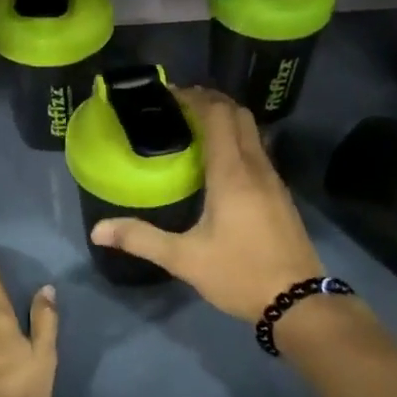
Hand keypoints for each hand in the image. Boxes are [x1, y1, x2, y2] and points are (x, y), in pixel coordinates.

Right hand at [89, 87, 324, 322]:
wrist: (297, 302)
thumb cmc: (239, 274)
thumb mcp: (184, 259)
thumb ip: (141, 239)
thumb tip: (98, 231)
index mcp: (232, 174)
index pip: (217, 116)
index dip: (194, 98)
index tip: (169, 94)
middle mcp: (257, 167)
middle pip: (239, 115)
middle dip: (211, 102)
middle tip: (180, 106)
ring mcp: (274, 181)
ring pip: (252, 133)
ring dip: (227, 121)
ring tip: (196, 130)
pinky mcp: (281, 196)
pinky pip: (258, 153)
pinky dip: (238, 143)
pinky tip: (221, 165)